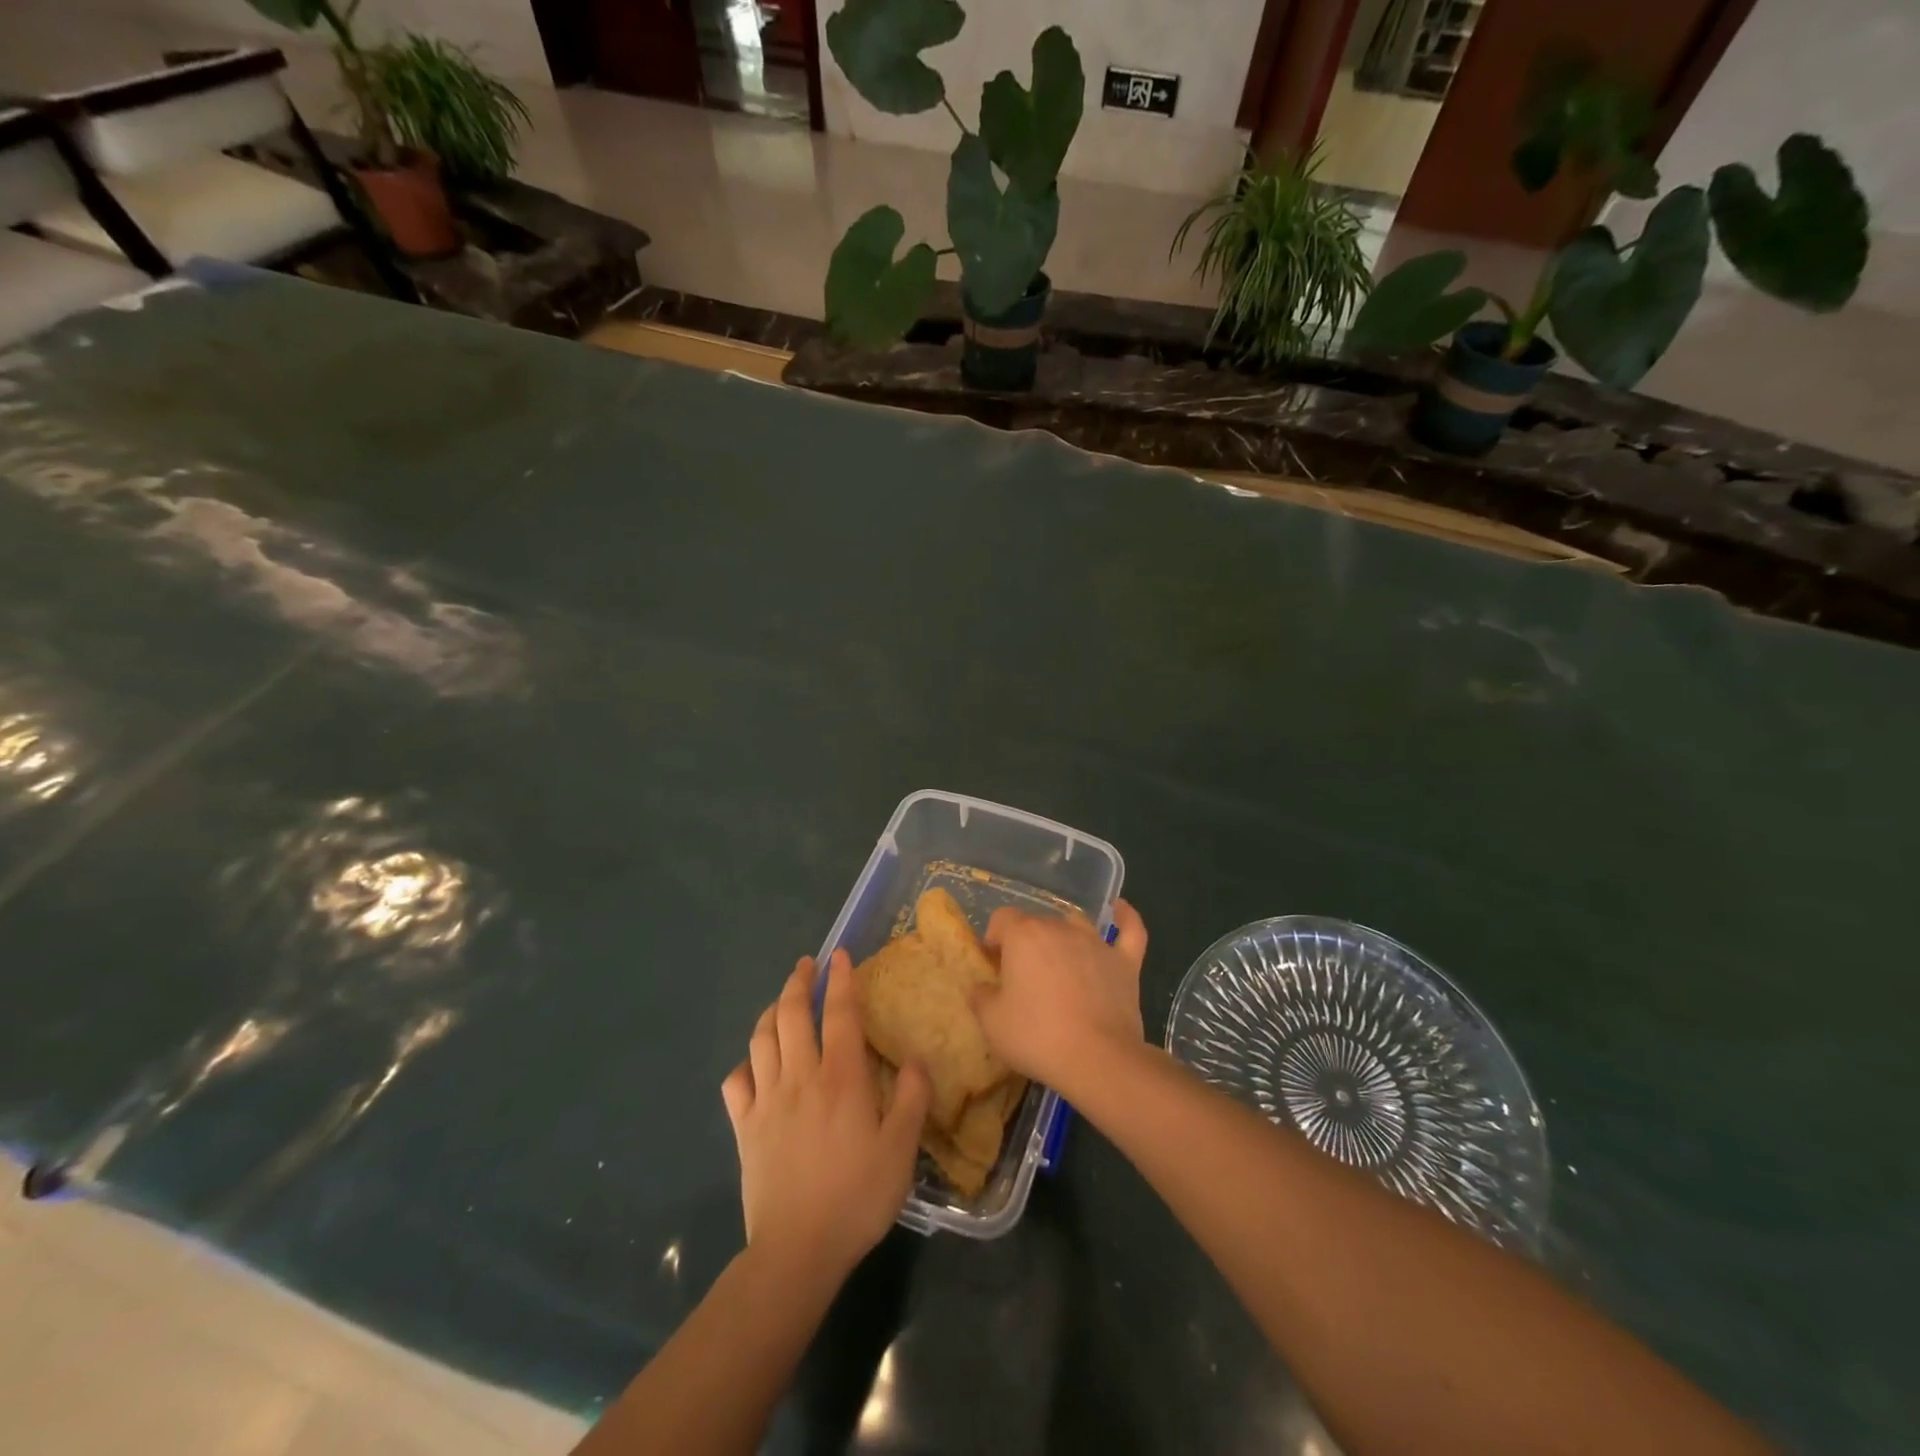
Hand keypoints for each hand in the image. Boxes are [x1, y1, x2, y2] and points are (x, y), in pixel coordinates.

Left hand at [721, 950, 930, 1280]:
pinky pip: (736, 1082)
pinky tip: (754, 1064)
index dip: (841, 980)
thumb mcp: (902, 1149)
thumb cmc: (857, 1196)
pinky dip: (744, 1064)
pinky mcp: (744, 1127)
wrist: (797, 1250)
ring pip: (761, 1039)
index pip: (840, 1014)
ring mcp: (766, 1100)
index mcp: (841, 1078)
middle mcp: (800, 1077)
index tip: (839, 954)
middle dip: (799, 982)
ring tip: (782, 1001)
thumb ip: (913, 1098)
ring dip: (772, 1012)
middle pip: (792, 1014)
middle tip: (807, 965)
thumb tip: (917, 1057)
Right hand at [974, 899, 1147, 1098]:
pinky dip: (1125, 917)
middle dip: (1026, 943)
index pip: (1002, 919)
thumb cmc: (1037, 1037)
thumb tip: (982, 986)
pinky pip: (1130, 930)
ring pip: (1075, 924)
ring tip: (1058, 962)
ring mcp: (1096, 943)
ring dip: (1063, 936)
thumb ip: (981, 997)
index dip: (994, 939)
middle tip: (1022, 978)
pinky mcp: (1125, 963)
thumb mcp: (992, 1023)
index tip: (994, 966)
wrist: (1097, 1059)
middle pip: (1037, 923)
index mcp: (1024, 936)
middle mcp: (1060, 929)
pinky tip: (1119, 908)